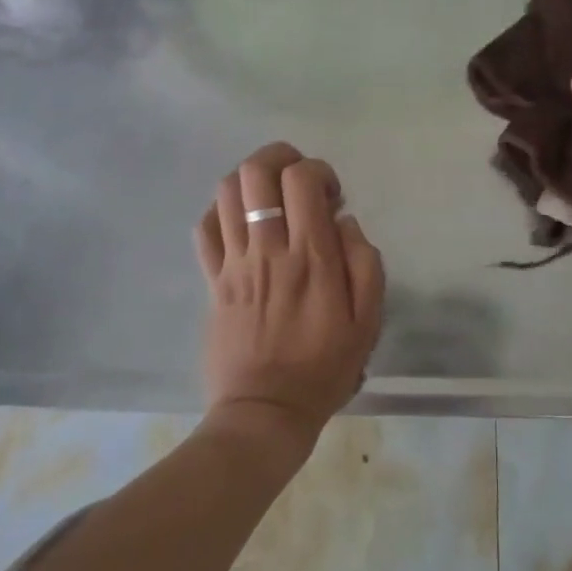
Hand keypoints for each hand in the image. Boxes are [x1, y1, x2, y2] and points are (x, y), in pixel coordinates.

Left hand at [194, 142, 384, 459]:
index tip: (331, 196)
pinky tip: (240, 222)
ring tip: (270, 196)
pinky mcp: (213, 280)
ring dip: (250, 179)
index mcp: (310, 256)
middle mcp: (267, 249)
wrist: (264, 413)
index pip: (301, 179)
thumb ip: (364, 261)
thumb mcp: (367, 320)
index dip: (318, 171)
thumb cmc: (323, 367)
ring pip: (225, 192)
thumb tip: (343, 221)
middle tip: (298, 179)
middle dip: (279, 157)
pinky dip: (220, 211)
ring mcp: (234, 263)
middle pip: (256, 171)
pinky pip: (204, 228)